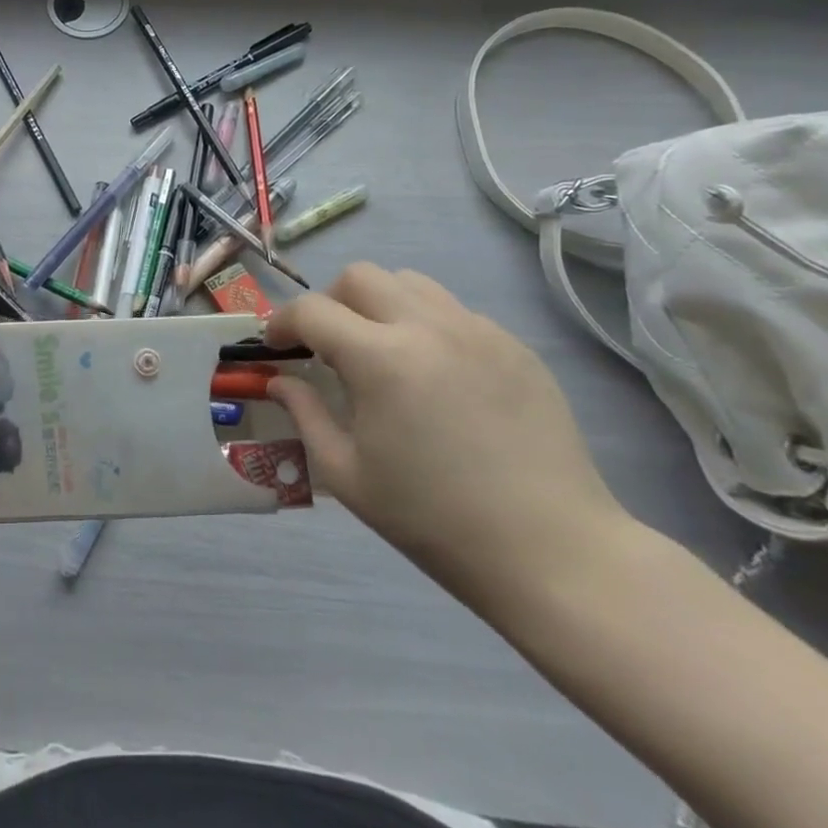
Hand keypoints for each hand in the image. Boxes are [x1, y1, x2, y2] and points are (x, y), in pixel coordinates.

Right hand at [265, 263, 633, 612]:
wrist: (551, 551)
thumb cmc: (434, 519)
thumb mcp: (347, 473)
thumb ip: (305, 414)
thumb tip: (279, 381)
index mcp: (380, 358)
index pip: (312, 310)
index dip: (283, 322)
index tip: (276, 345)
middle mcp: (427, 326)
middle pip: (360, 276)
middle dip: (330, 302)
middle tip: (329, 346)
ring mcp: (478, 330)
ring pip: (410, 283)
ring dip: (379, 303)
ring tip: (382, 350)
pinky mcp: (514, 345)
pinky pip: (454, 311)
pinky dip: (426, 325)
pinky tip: (435, 375)